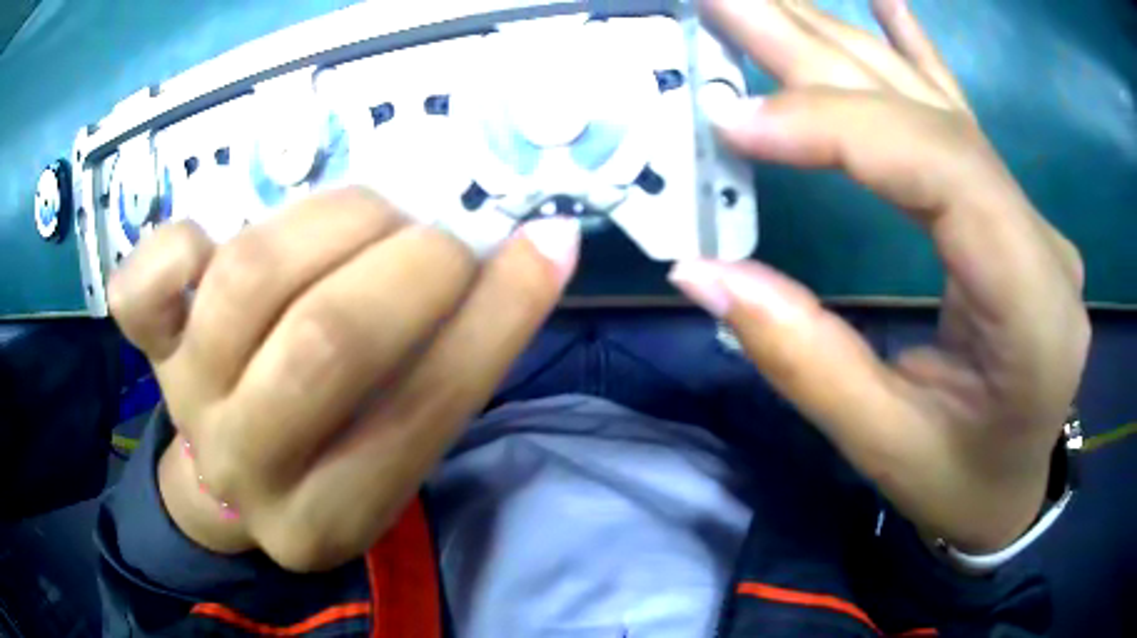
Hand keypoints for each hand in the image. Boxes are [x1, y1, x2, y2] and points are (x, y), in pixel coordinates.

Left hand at [109, 188, 578, 571]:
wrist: (227, 479)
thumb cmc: (325, 456)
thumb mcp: (395, 443)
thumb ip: (454, 357)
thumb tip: (538, 250)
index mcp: (331, 514)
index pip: (422, 411)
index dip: (495, 317)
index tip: (545, 244)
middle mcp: (249, 466)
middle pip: (325, 342)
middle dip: (410, 264)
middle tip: (442, 236)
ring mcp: (187, 397)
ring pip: (249, 280)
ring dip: (334, 221)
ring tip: (372, 214)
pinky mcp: (150, 347)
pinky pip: (143, 287)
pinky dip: (180, 241)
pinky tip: (215, 237)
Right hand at [673, 0, 1089, 551]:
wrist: (1011, 490)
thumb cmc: (960, 482)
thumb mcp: (885, 446)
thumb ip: (804, 358)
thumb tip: (705, 271)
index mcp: (1032, 306)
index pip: (941, 171)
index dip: (839, 131)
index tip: (736, 122)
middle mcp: (1040, 239)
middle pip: (927, 112)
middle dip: (816, 47)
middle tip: (724, 0)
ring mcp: (1029, 217)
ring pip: (932, 103)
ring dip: (839, 39)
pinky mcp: (1010, 214)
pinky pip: (960, 116)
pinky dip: (917, 50)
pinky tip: (887, 0)